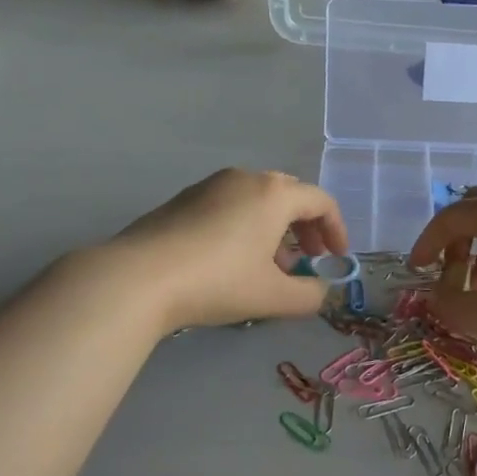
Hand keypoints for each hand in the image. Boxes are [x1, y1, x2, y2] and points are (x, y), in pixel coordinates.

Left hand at [110, 168, 349, 332]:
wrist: (139, 277)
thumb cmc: (218, 281)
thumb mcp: (272, 296)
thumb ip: (309, 295)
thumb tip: (321, 291)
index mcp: (274, 193)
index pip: (321, 201)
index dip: (336, 229)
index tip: (337, 258)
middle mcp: (246, 179)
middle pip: (290, 195)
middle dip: (305, 227)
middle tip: (308, 258)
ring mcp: (211, 185)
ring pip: (257, 200)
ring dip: (275, 229)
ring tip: (271, 266)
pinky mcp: (184, 199)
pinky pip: (229, 205)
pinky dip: (245, 226)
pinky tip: (232, 261)